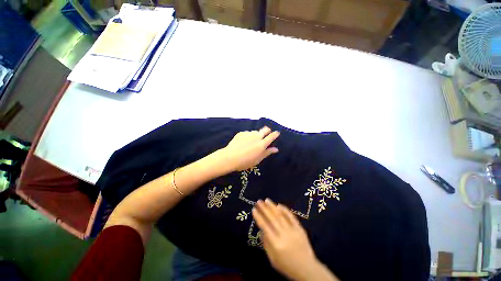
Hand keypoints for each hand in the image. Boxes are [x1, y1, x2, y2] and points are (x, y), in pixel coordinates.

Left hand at [221, 126, 279, 171]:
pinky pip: (247, 133)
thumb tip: (276, 149)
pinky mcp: (241, 133)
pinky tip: (243, 142)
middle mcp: (256, 136)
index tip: (277, 133)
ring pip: (255, 131)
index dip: (275, 134)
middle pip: (265, 129)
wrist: (230, 158)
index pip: (271, 136)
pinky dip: (248, 136)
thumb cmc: (245, 162)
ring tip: (251, 141)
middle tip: (266, 133)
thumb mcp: (258, 159)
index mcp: (262, 144)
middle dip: (267, 130)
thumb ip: (267, 153)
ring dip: (256, 135)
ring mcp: (248, 134)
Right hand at [253, 199, 338, 280]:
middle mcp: (284, 235)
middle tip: (259, 201)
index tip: (254, 209)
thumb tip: (261, 229)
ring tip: (266, 200)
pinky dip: (285, 210)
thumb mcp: (272, 259)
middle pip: (272, 218)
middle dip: (264, 208)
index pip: (265, 226)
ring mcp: (293, 230)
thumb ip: (266, 244)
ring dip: (273, 207)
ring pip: (281, 215)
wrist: (307, 269)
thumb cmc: (287, 266)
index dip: (258, 217)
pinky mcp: (300, 228)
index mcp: (276, 244)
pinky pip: (291, 217)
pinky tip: (279, 205)